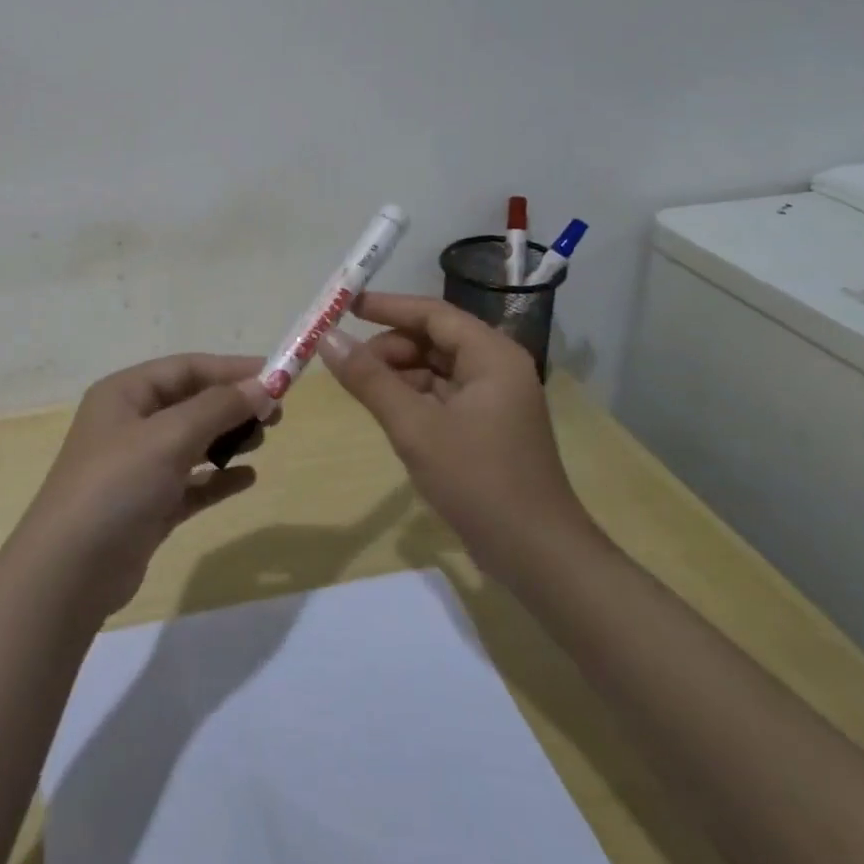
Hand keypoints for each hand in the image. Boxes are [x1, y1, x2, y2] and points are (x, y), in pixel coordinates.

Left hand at [15, 354, 276, 619]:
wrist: (70, 572)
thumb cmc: (116, 486)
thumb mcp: (168, 437)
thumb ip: (218, 408)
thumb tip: (265, 385)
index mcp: (125, 394)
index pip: (186, 368)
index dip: (231, 369)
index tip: (277, 376)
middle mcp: (130, 423)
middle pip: (191, 402)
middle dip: (233, 404)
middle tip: (276, 415)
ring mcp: (138, 467)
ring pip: (193, 441)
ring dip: (228, 438)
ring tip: (262, 440)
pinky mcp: (148, 505)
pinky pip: (191, 482)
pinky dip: (218, 478)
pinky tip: (247, 479)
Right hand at [318, 292, 593, 567]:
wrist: (537, 556)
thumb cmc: (478, 481)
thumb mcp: (414, 427)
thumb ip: (369, 379)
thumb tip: (327, 338)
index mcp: (491, 356)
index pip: (432, 313)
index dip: (387, 306)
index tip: (344, 307)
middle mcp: (496, 367)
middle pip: (433, 338)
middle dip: (389, 346)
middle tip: (348, 364)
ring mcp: (494, 398)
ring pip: (435, 367)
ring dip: (398, 373)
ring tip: (361, 390)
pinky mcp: (487, 426)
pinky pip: (442, 394)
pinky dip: (412, 397)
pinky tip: (388, 412)